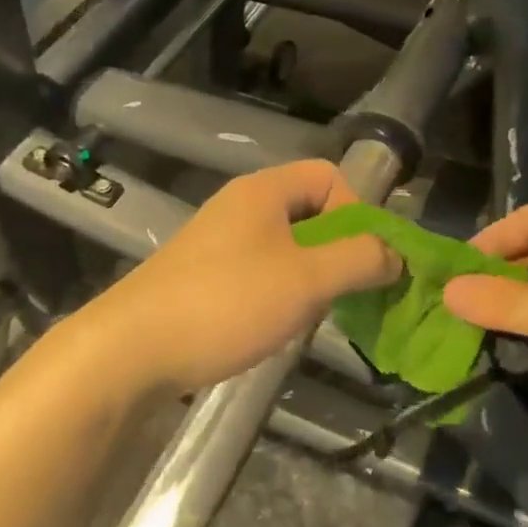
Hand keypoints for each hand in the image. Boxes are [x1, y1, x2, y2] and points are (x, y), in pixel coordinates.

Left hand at [87, 160, 398, 394]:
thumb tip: (395, 255)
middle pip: (310, 210)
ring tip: (315, 313)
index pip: (329, 176)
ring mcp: (220, 243)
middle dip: (339, 248)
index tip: (362, 257)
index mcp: (264, 191)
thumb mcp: (307, 279)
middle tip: (346, 291)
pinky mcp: (205, 276)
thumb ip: (360, 260)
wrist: (131, 350)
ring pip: (288, 246)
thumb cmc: (227, 302)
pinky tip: (279, 325)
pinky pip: (262, 271)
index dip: (358, 210)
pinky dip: (283, 291)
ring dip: (313, 275)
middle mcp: (241, 207)